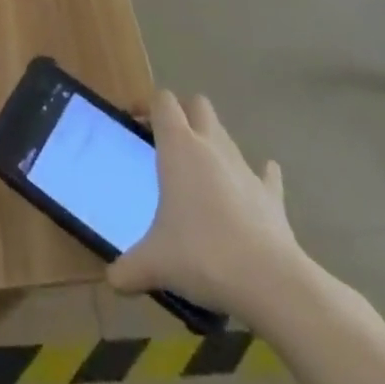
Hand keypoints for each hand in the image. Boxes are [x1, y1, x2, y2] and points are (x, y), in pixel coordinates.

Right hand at [107, 91, 314, 326]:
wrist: (270, 282)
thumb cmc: (202, 255)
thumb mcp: (155, 263)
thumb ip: (129, 268)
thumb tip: (112, 281)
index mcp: (179, 147)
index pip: (163, 101)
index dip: (148, 105)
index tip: (136, 124)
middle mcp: (212, 146)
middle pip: (198, 105)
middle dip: (183, 114)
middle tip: (168, 143)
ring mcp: (245, 168)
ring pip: (226, 135)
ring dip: (213, 144)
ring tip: (201, 175)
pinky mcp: (271, 196)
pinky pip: (265, 174)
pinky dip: (257, 176)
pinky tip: (250, 189)